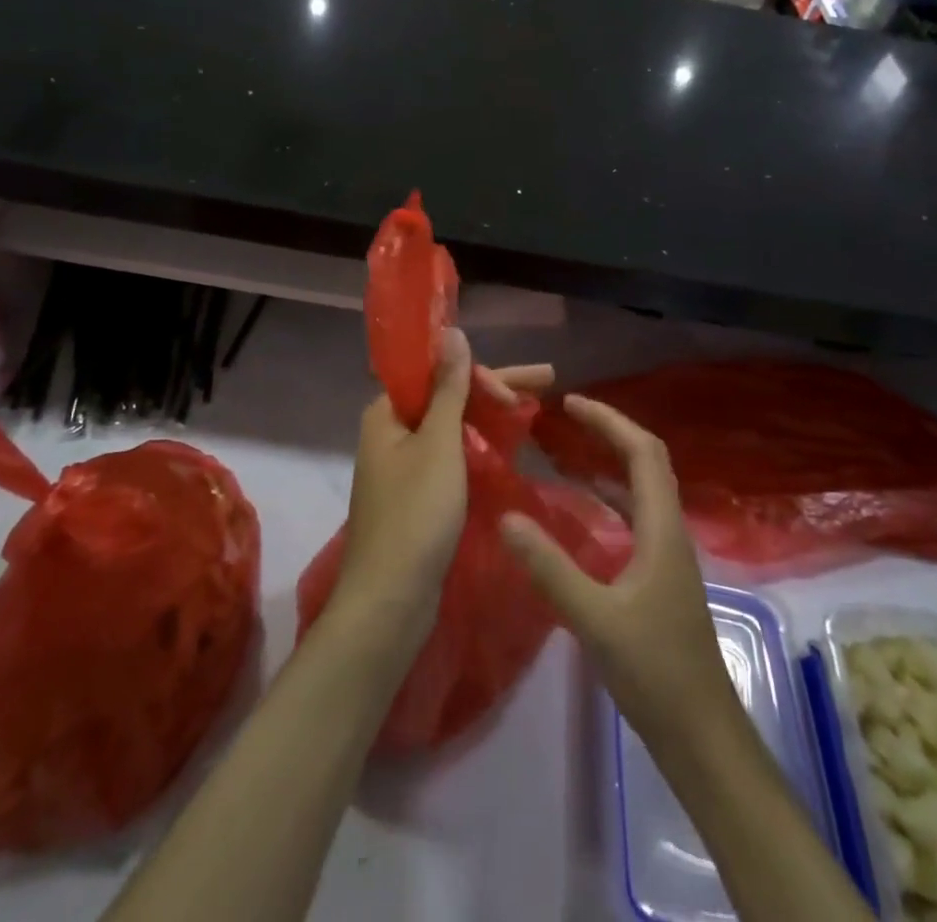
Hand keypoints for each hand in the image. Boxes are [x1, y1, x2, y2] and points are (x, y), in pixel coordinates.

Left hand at [335, 329, 551, 639]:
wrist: (389, 603)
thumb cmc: (415, 515)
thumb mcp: (438, 444)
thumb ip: (449, 388)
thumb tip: (452, 332)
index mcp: (387, 412)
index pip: (439, 373)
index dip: (482, 374)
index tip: (520, 392)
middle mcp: (392, 433)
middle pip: (449, 396)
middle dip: (497, 389)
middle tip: (548, 380)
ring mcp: (405, 467)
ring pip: (453, 427)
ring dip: (491, 416)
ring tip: (536, 409)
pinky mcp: (418, 497)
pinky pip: (453, 456)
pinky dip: (481, 447)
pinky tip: (511, 447)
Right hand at [500, 396, 741, 755]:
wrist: (701, 734)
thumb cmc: (654, 672)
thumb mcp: (594, 618)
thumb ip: (549, 567)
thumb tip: (506, 516)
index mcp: (661, 528)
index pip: (642, 452)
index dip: (608, 420)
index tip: (570, 403)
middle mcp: (669, 530)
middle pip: (647, 461)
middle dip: (609, 431)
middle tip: (566, 417)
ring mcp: (667, 553)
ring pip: (641, 488)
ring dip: (609, 461)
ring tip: (566, 449)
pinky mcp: (659, 575)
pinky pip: (634, 516)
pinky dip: (608, 497)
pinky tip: (580, 508)